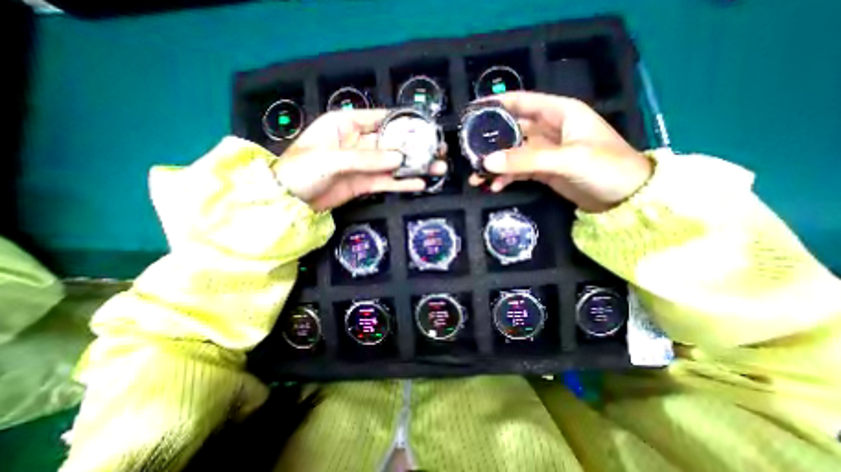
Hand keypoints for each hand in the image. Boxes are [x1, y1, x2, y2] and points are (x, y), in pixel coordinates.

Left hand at [275, 109, 446, 210]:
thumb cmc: (301, 169)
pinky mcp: (365, 184)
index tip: (427, 127)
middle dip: (416, 147)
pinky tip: (419, 184)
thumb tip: (398, 158)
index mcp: (346, 124)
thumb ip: (365, 158)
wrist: (289, 200)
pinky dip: (402, 184)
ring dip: (415, 167)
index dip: (404, 121)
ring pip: (394, 164)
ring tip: (437, 168)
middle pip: (393, 143)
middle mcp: (359, 142)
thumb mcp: (331, 159)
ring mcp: (364, 165)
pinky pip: (387, 182)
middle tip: (438, 150)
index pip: (381, 118)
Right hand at [470, 90, 652, 211]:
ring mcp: (545, 152)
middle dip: (491, 142)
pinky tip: (495, 186)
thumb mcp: (566, 160)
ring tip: (476, 177)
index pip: (523, 102)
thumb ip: (526, 160)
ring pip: (513, 154)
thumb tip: (488, 162)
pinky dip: (506, 178)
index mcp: (560, 113)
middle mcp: (549, 129)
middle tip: (469, 153)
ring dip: (495, 165)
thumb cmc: (606, 167)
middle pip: (513, 130)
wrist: (625, 198)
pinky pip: (518, 171)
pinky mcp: (542, 171)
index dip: (498, 104)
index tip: (473, 111)